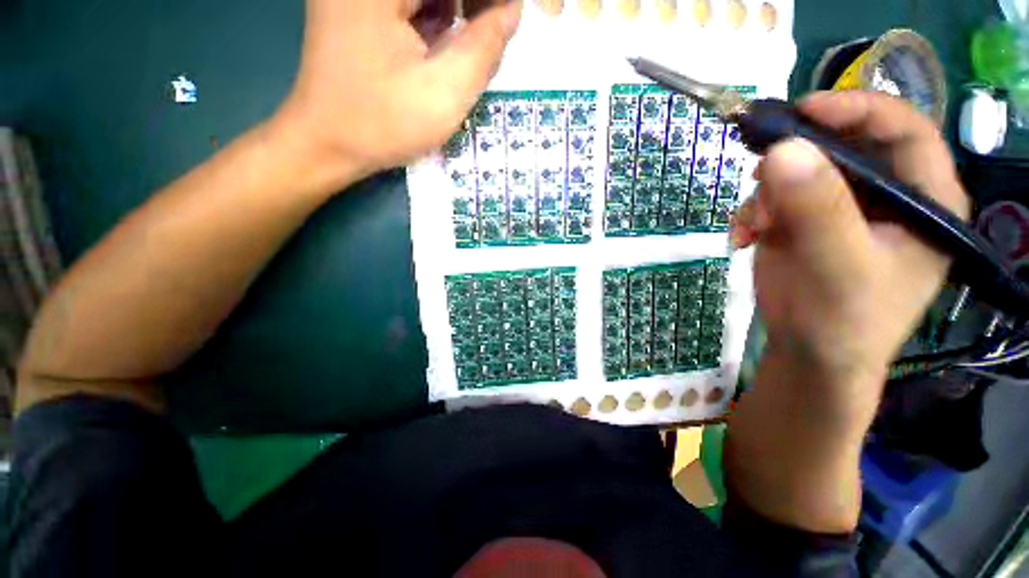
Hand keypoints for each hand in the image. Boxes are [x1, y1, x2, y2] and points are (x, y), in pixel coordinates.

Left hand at [274, 0, 521, 188]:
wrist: (328, 143)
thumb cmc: (384, 124)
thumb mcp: (445, 94)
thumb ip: (485, 48)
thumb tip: (511, 10)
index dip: (490, 1)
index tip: (510, 19)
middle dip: (474, 5)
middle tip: (497, 31)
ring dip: (458, 8)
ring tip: (478, 39)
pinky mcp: (357, 5)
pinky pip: (409, 2)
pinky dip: (436, 15)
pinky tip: (448, 39)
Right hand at [732, 91, 969, 434]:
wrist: (809, 355)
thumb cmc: (844, 321)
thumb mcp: (837, 265)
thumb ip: (817, 209)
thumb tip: (781, 151)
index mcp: (923, 199)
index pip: (906, 130)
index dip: (860, 109)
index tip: (805, 111)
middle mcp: (884, 195)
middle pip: (845, 146)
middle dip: (799, 156)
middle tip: (761, 166)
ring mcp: (839, 208)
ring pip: (799, 172)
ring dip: (766, 193)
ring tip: (752, 223)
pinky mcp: (802, 223)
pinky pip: (772, 199)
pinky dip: (751, 214)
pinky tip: (741, 237)